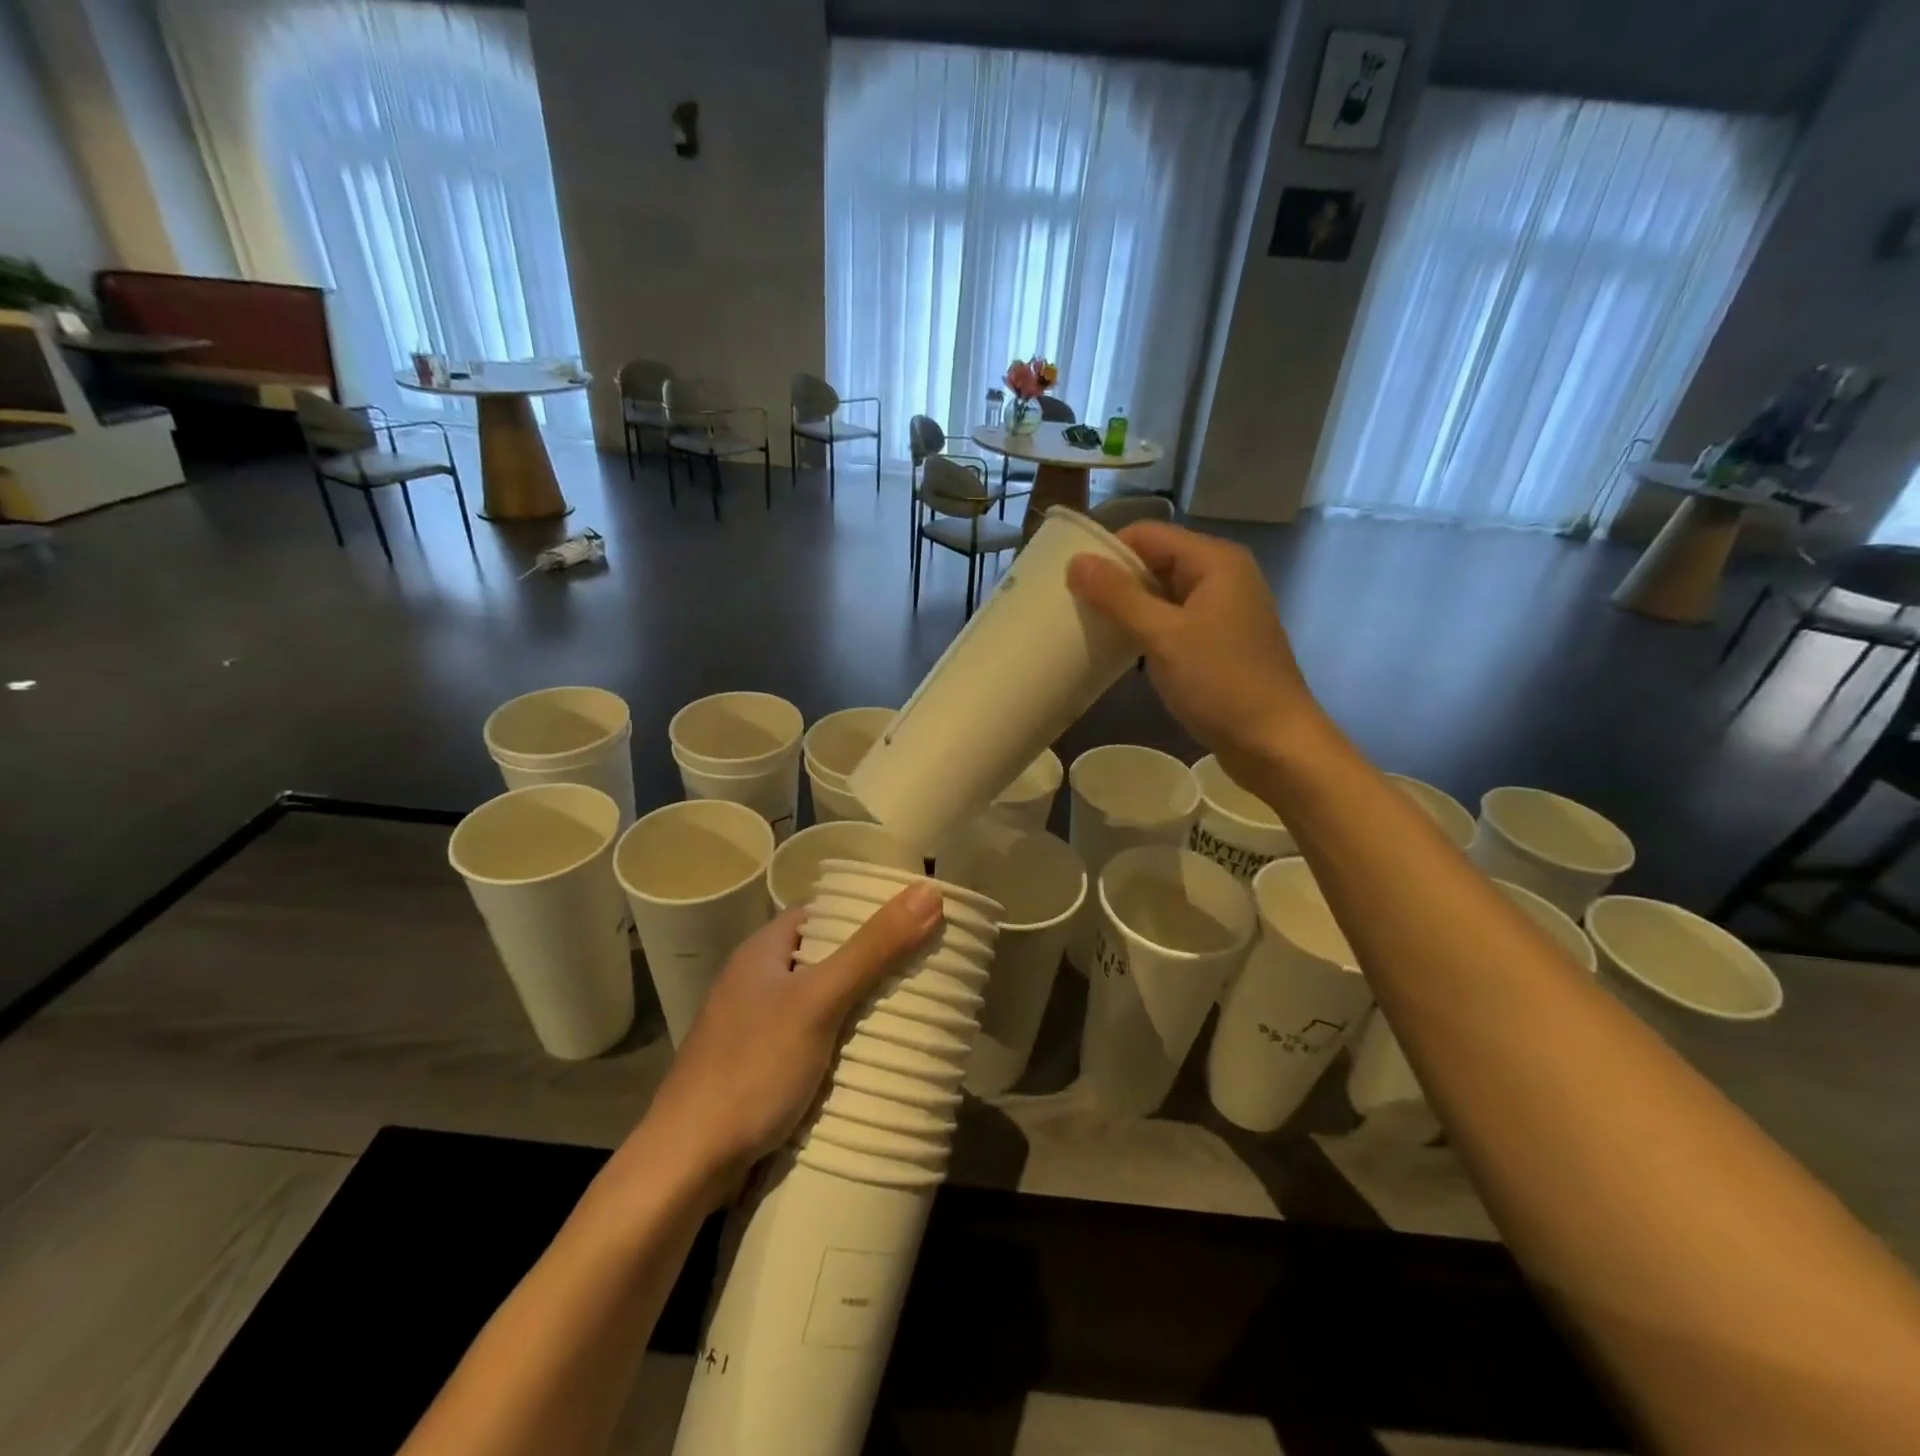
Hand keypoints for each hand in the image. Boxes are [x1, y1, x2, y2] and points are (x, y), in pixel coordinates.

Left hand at [634, 884, 942, 1204]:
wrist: (686, 1165)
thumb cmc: (751, 1068)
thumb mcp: (818, 1001)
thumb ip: (873, 949)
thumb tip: (929, 891)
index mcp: (762, 951)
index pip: (822, 913)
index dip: (865, 912)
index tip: (914, 919)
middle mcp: (756, 981)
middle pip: (825, 958)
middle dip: (871, 963)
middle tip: (924, 966)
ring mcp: (755, 1027)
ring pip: (820, 1003)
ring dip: (858, 1006)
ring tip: (911, 1008)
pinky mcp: (759, 1067)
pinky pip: (812, 1040)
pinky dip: (841, 1042)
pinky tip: (871, 1055)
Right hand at [1067, 521, 1317, 773]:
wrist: (1274, 743)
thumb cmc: (1221, 683)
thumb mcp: (1163, 636)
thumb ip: (1118, 596)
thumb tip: (1075, 562)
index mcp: (1215, 561)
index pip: (1147, 534)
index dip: (1107, 551)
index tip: (1068, 579)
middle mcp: (1222, 576)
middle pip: (1155, 561)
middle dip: (1114, 580)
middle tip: (1071, 605)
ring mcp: (1222, 610)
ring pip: (1162, 594)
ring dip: (1127, 608)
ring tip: (1088, 627)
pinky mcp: (1218, 641)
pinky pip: (1173, 621)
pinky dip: (1146, 629)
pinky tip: (1121, 650)